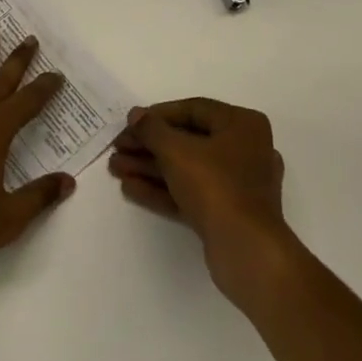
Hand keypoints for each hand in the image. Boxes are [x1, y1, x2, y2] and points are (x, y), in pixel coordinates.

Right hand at [109, 97, 299, 310]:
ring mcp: (237, 185)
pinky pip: (191, 193)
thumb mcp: (177, 150)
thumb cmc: (215, 185)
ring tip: (115, 168)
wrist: (246, 250)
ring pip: (187, 169)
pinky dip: (162, 190)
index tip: (130, 123)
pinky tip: (130, 188)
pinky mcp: (227, 213)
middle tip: (118, 148)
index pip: (193, 110)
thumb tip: (136, 114)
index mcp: (242, 125)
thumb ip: (152, 129)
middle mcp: (245, 150)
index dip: (158, 115)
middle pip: (187, 141)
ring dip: (150, 168)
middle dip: (149, 146)